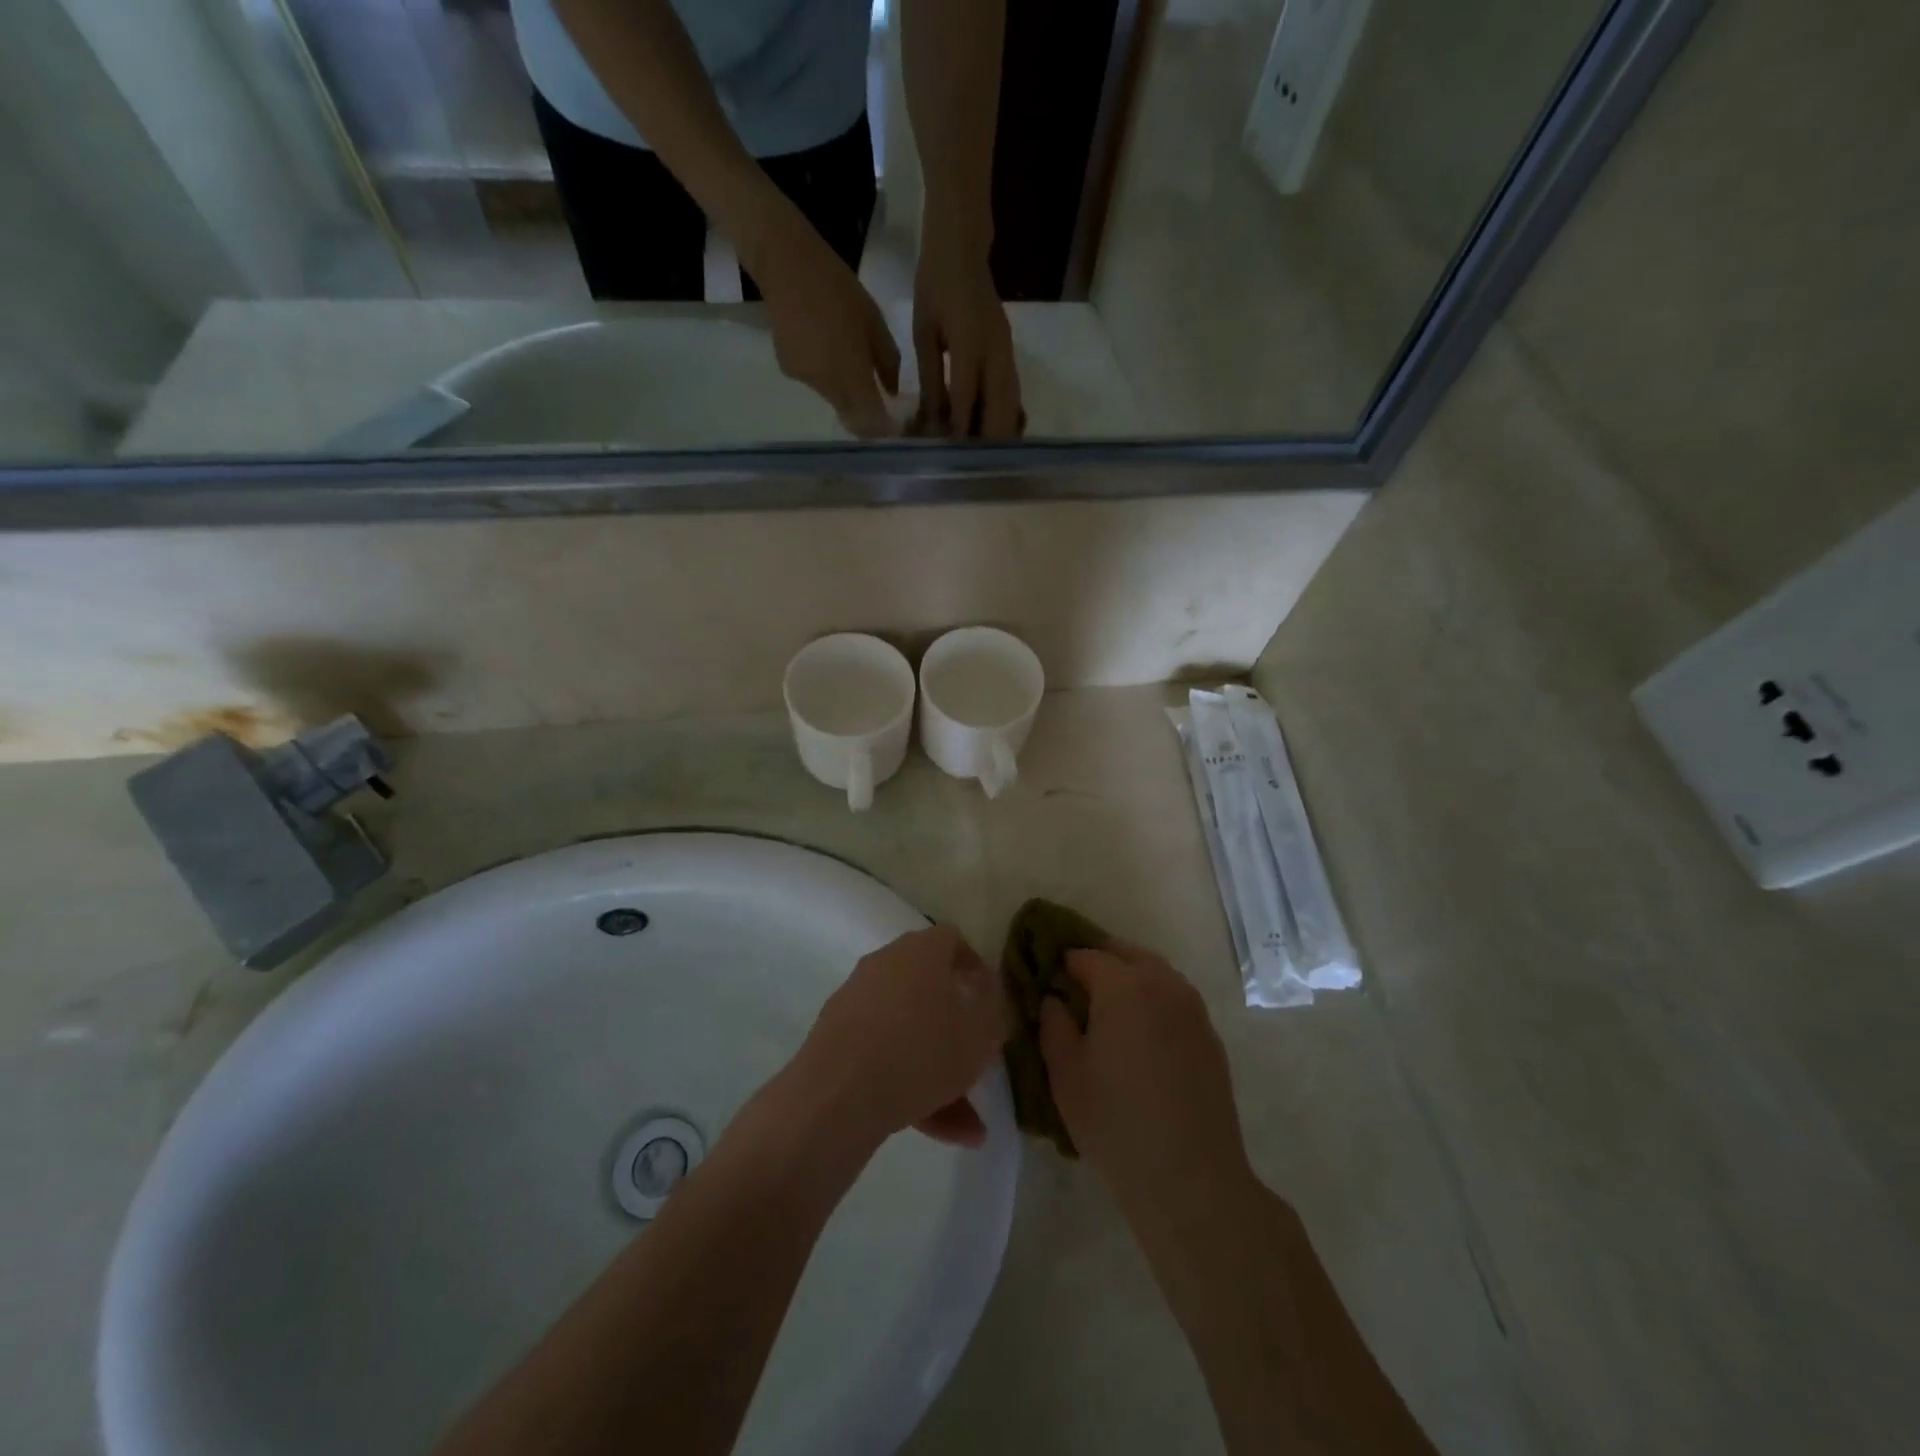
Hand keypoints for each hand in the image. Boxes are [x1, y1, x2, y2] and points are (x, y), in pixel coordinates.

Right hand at [748, 207, 901, 437]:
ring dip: (847, 393)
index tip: (894, 425)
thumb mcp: (875, 321)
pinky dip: (827, 377)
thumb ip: (887, 362)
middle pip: (852, 416)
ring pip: (835, 401)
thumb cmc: (838, 288)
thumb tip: (891, 393)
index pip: (870, 422)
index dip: (883, 429)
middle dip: (867, 415)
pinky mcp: (789, 371)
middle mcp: (827, 386)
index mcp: (851, 374)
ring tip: (851, 362)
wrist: (785, 264)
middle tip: (879, 400)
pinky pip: (817, 384)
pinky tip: (826, 349)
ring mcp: (805, 380)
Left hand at [792, 925, 1009, 1149]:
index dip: (974, 966)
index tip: (988, 998)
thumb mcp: (978, 1036)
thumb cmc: (921, 1051)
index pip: (952, 941)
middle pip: (928, 990)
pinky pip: (882, 1055)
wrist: (838, 1094)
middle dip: (956, 1030)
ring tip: (965, 1125)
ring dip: (936, 1070)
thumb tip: (985, 997)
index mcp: (921, 951)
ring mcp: (856, 1000)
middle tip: (976, 1061)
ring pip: (907, 1032)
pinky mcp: (836, 1038)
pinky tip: (932, 1129)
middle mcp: (885, 964)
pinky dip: (906, 1084)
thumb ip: (991, 1013)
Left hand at [912, 231, 1021, 438]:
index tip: (949, 456)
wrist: (962, 250)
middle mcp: (996, 354)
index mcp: (969, 344)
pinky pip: (1012, 396)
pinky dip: (1002, 418)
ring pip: (1012, 408)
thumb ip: (931, 379)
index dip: (959, 432)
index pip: (967, 400)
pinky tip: (988, 431)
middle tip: (968, 463)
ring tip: (979, 455)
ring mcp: (1008, 355)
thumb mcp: (924, 333)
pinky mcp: (1011, 356)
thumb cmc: (935, 287)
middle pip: (1001, 412)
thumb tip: (933, 421)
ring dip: (998, 433)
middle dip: (986, 442)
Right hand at [1040, 943, 1253, 1227]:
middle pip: (1124, 953)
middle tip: (1072, 987)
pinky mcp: (1209, 1035)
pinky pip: (1174, 998)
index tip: (1045, 980)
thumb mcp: (1065, 1074)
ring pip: (1154, 971)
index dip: (1061, 962)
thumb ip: (1053, 1024)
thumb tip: (1056, 999)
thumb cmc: (1116, 1123)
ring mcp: (1192, 1008)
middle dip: (1097, 960)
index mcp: (1124, 986)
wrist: (1191, 1179)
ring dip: (1127, 976)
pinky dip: (1152, 999)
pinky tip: (1140, 1034)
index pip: (1085, 955)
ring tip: (1105, 1009)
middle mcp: (1163, 984)